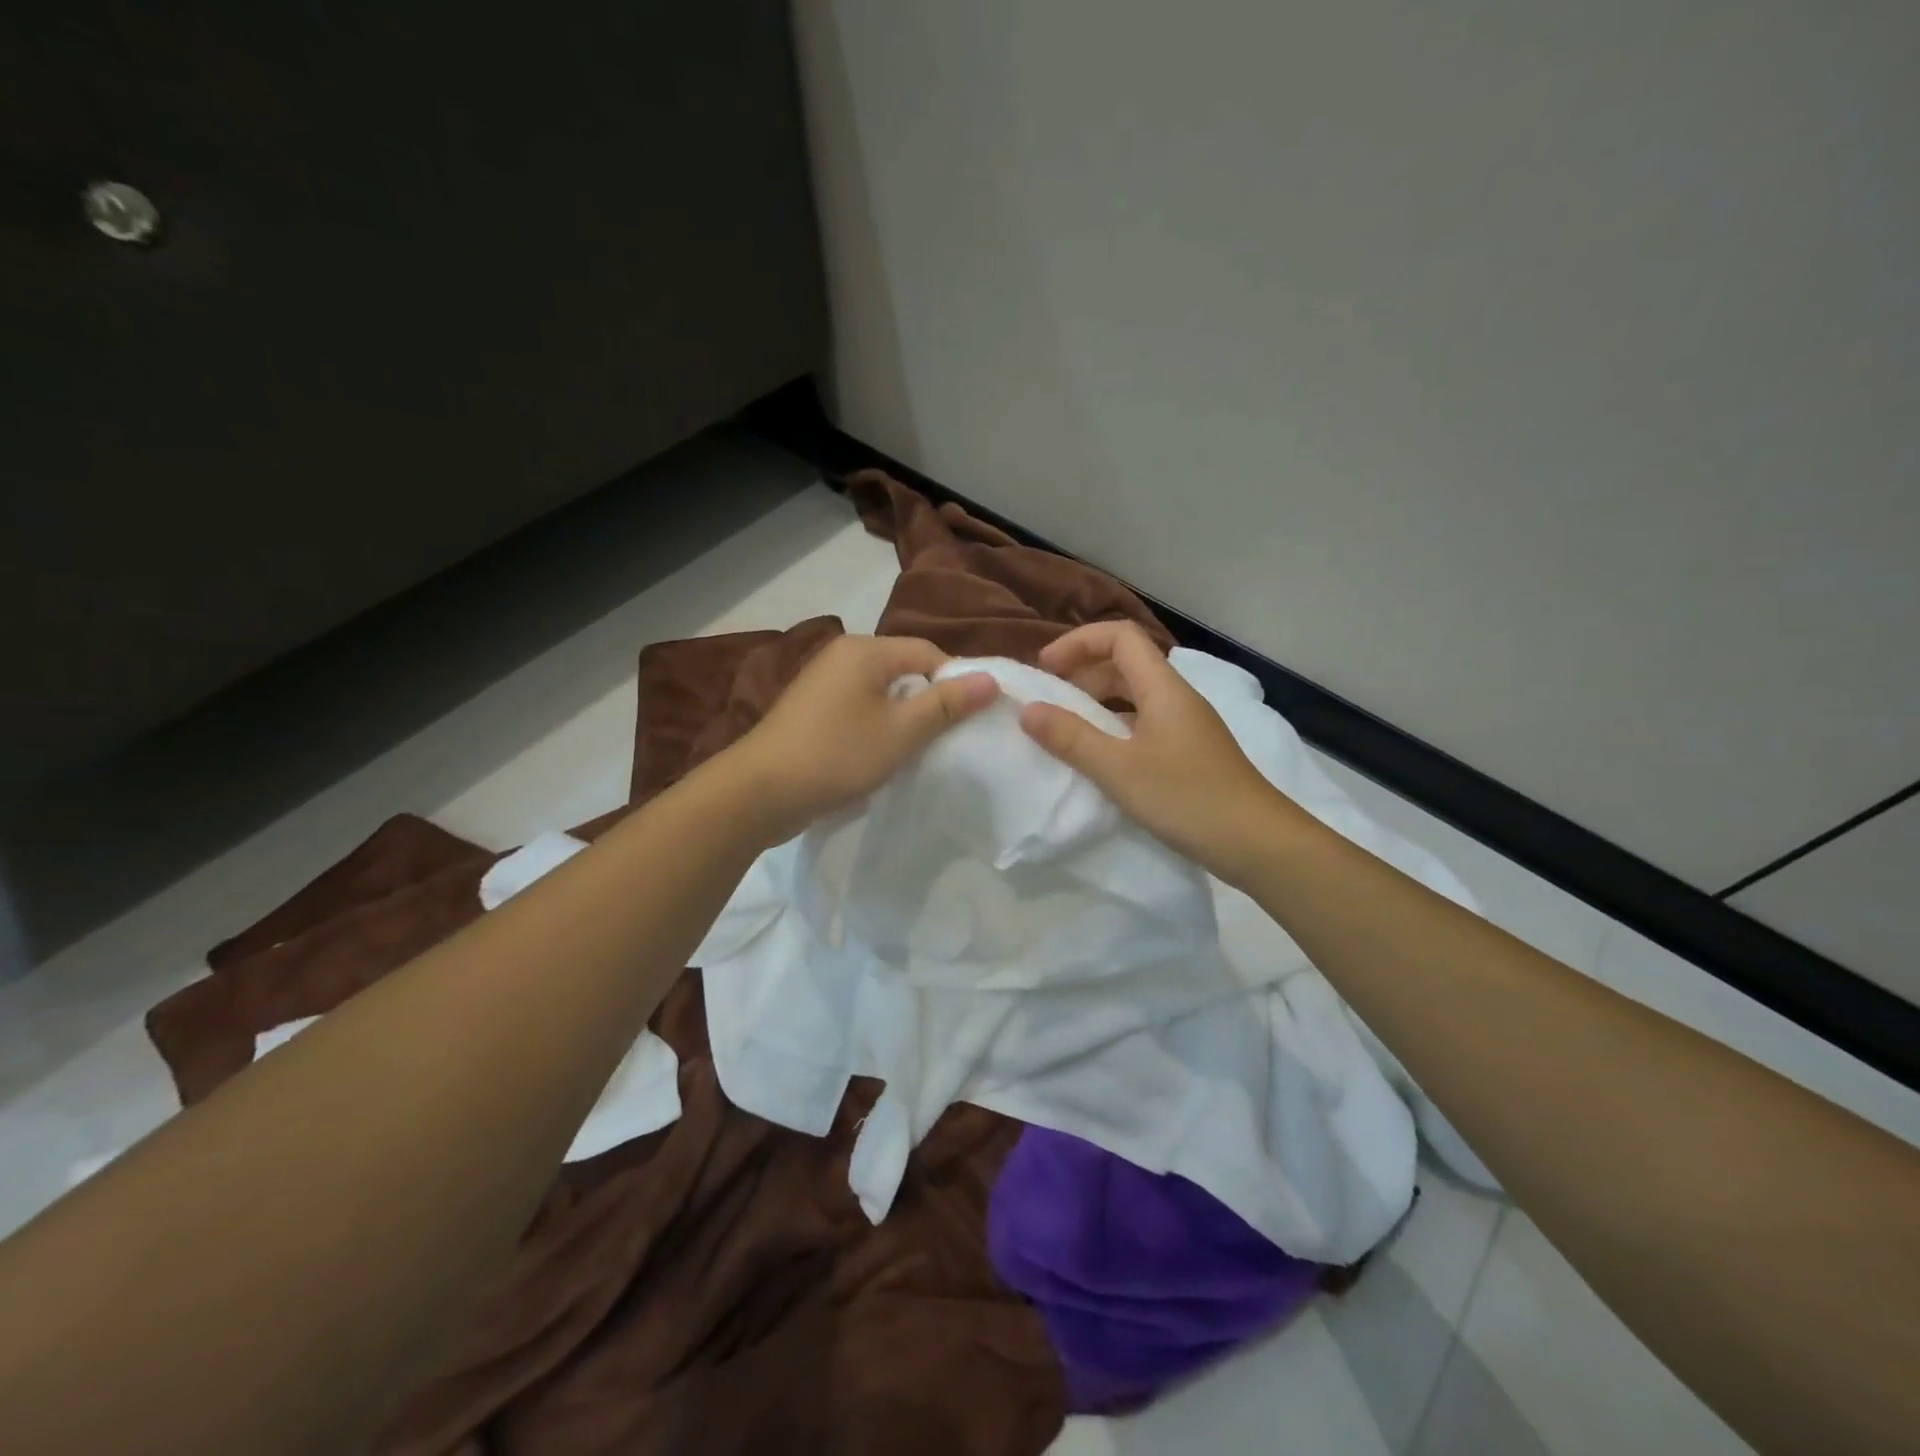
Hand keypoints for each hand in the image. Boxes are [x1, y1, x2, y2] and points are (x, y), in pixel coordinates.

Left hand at [725, 634, 999, 842]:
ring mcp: (822, 683)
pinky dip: (878, 727)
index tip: (972, 719)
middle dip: (930, 701)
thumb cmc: (836, 755)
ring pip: (882, 693)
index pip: (928, 652)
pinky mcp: (812, 710)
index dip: (956, 682)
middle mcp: (842, 656)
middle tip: (949, 739)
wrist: (759, 793)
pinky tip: (883, 755)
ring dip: (904, 718)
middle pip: (905, 670)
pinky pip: (859, 709)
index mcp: (864, 650)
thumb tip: (992, 679)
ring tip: (919, 750)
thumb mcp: (901, 732)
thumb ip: (947, 704)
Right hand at [1019, 621, 1300, 884]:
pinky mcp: (1188, 753)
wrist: (1259, 843)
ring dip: (1096, 701)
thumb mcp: (1119, 770)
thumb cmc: (1188, 799)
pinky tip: (1098, 756)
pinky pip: (1142, 723)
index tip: (1045, 669)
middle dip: (1082, 672)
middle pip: (1126, 663)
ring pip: (1134, 695)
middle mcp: (1176, 698)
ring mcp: (1185, 726)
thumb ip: (1071, 738)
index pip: (1119, 636)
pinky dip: (1113, 727)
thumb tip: (1028, 710)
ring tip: (1064, 727)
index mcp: (1163, 688)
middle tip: (1047, 699)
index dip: (1078, 642)